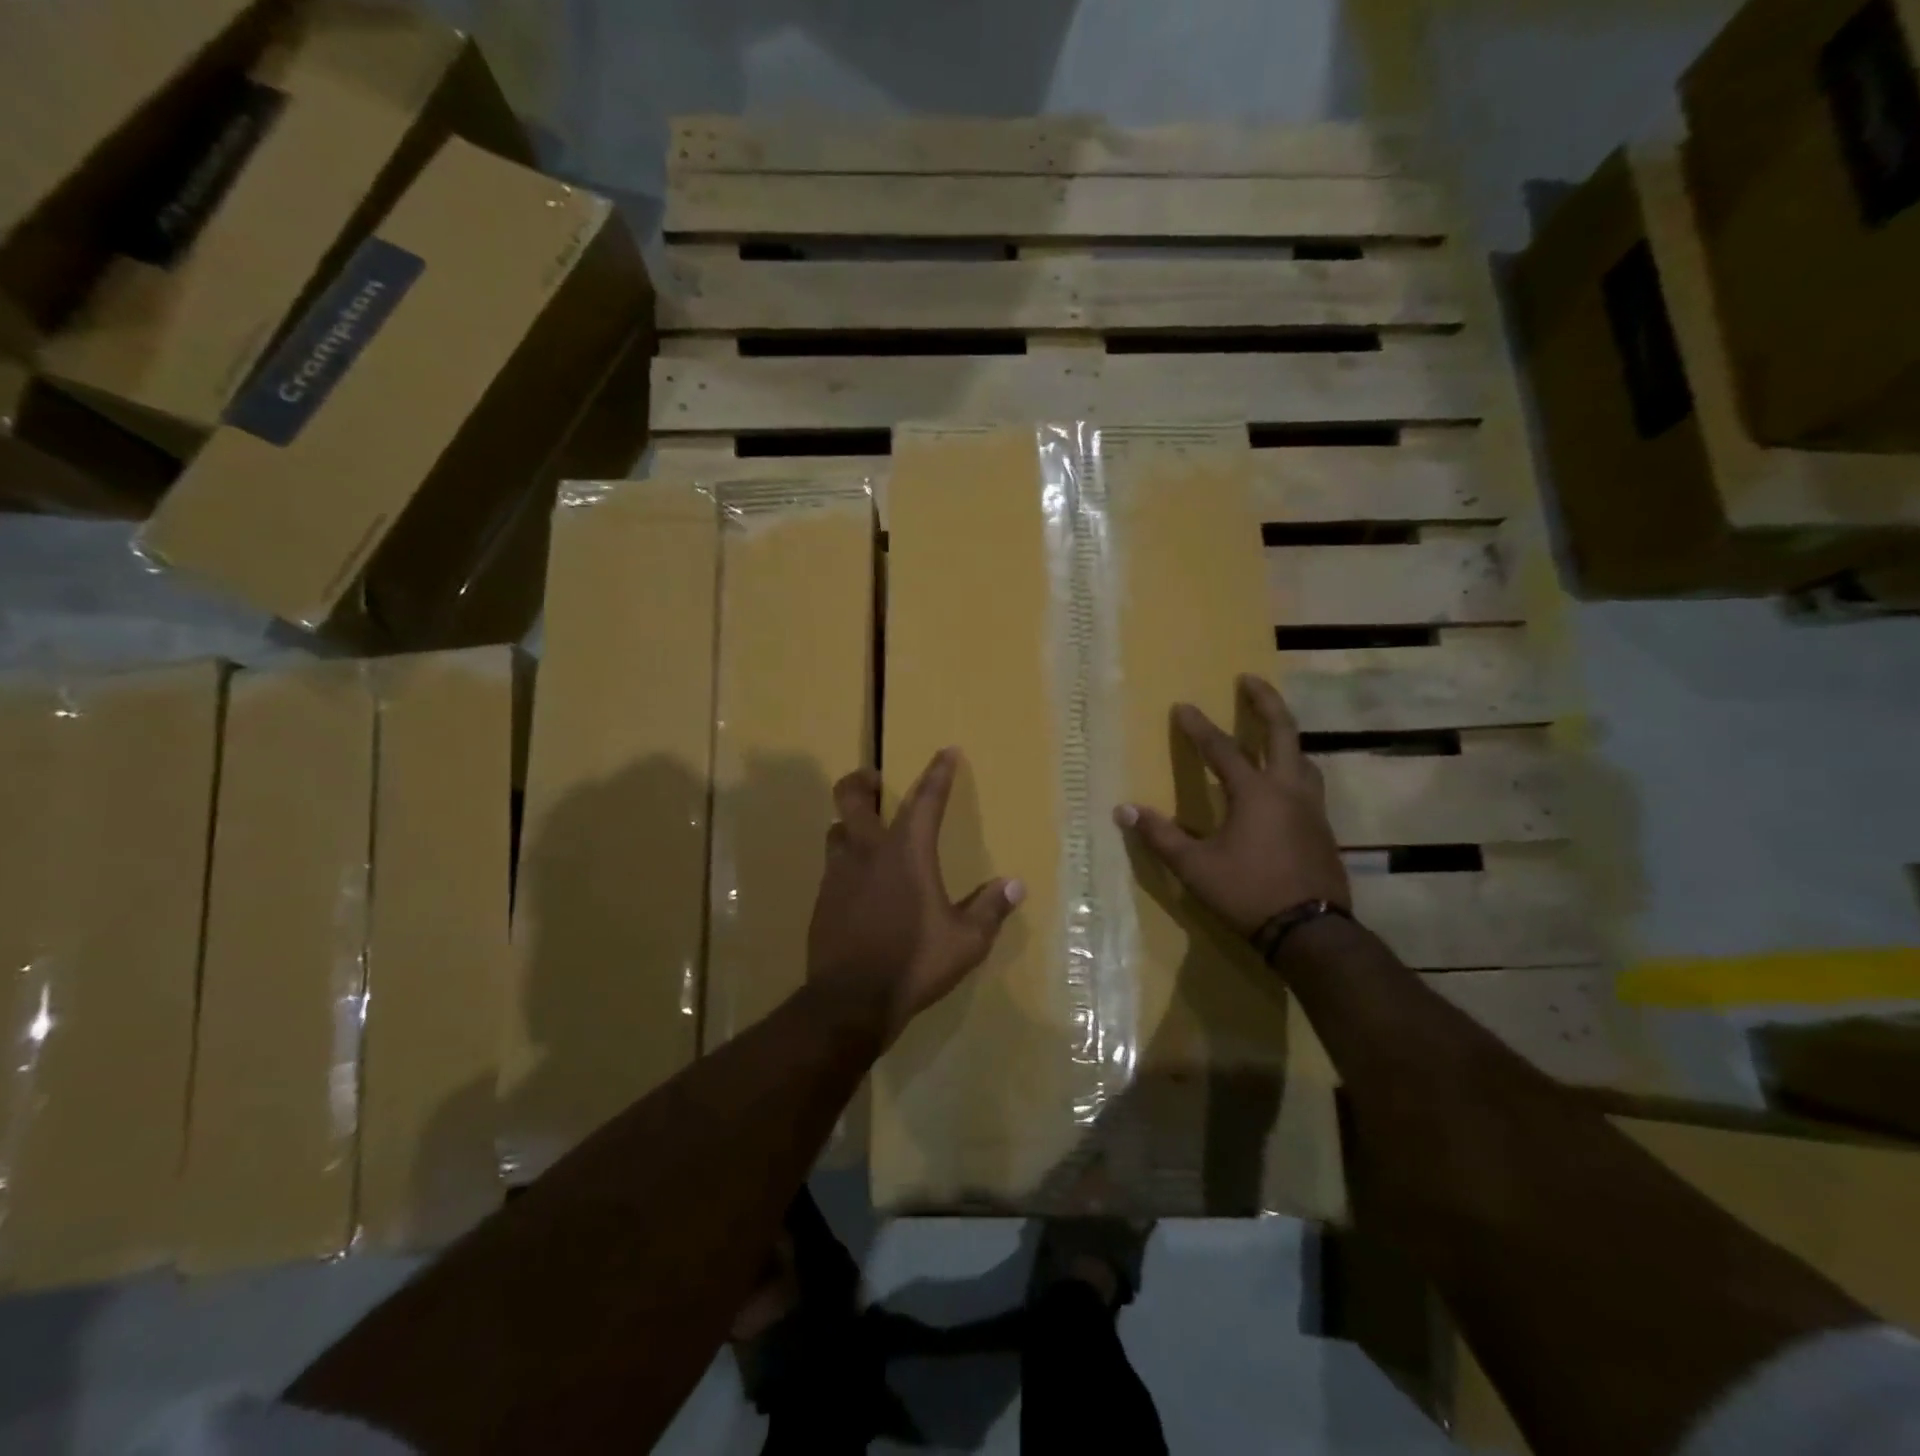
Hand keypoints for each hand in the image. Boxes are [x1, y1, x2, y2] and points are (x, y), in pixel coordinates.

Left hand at [806, 748, 1024, 1046]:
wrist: (850, 1001)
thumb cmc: (914, 963)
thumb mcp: (965, 941)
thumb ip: (989, 909)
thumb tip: (1015, 885)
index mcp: (907, 853)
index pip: (926, 800)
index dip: (938, 773)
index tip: (945, 751)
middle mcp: (868, 852)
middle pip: (851, 798)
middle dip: (862, 781)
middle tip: (875, 781)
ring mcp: (838, 875)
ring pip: (835, 830)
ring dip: (849, 823)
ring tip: (866, 833)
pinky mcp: (822, 900)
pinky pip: (832, 866)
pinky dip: (846, 862)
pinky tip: (858, 884)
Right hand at [1115, 674, 1347, 936]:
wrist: (1310, 931)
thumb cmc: (1248, 892)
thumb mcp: (1195, 867)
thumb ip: (1160, 835)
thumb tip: (1125, 810)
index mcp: (1256, 793)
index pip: (1222, 750)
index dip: (1198, 727)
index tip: (1182, 706)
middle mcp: (1289, 791)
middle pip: (1283, 733)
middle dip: (1265, 702)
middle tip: (1250, 680)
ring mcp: (1312, 809)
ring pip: (1303, 759)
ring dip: (1285, 737)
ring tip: (1271, 732)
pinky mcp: (1323, 830)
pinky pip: (1308, 785)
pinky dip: (1293, 770)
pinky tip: (1282, 786)